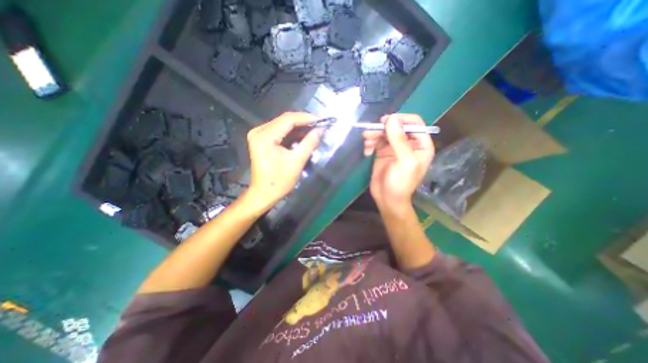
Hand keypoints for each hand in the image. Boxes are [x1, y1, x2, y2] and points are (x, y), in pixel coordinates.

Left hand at [246, 112, 320, 210]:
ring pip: (283, 125)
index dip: (306, 118)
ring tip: (315, 129)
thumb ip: (309, 143)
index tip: (322, 120)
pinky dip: (293, 133)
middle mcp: (259, 131)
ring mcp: (259, 135)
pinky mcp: (262, 140)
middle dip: (304, 122)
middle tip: (320, 124)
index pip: (288, 119)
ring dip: (299, 127)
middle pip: (285, 120)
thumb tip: (321, 130)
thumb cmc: (279, 181)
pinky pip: (280, 131)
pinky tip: (304, 135)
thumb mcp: (296, 161)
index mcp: (264, 136)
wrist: (264, 193)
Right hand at [363, 114, 432, 211]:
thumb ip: (399, 139)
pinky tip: (367, 151)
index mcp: (421, 145)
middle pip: (396, 126)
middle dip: (382, 128)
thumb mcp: (404, 161)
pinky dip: (370, 143)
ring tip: (366, 141)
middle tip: (369, 133)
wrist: (387, 199)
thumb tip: (391, 118)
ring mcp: (394, 147)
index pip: (414, 123)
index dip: (401, 119)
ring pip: (384, 132)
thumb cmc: (400, 183)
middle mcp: (408, 143)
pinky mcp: (382, 152)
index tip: (386, 122)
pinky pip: (376, 141)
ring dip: (374, 135)